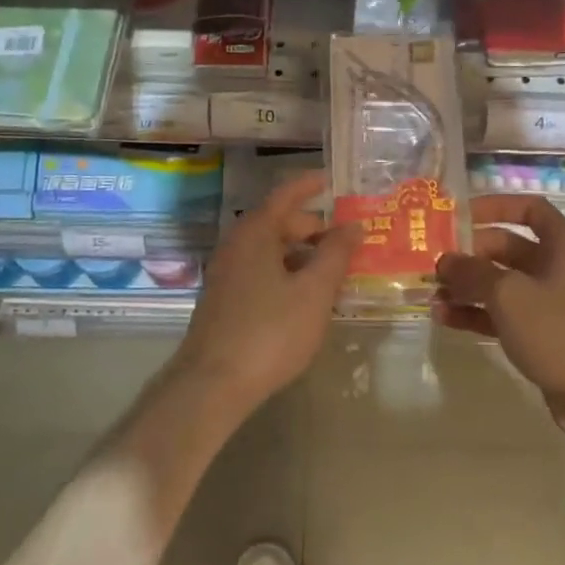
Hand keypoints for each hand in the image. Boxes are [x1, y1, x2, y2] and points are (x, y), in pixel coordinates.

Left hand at [174, 171, 358, 414]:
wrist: (212, 384)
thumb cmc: (269, 331)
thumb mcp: (314, 292)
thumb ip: (335, 255)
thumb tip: (352, 226)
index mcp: (256, 233)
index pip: (285, 195)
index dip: (309, 185)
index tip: (331, 180)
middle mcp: (236, 245)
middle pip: (278, 223)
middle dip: (313, 228)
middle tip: (346, 242)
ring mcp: (226, 274)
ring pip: (270, 251)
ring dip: (302, 254)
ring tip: (333, 272)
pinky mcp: (224, 300)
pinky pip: (260, 272)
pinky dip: (286, 273)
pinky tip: (305, 298)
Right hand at [435, 194, 564, 437]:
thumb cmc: (561, 332)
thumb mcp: (510, 295)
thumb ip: (472, 272)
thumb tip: (444, 260)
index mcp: (562, 246)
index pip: (528, 209)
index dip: (494, 206)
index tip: (458, 214)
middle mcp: (557, 268)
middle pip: (507, 248)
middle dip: (469, 253)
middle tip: (432, 261)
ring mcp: (550, 304)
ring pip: (501, 284)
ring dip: (467, 287)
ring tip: (432, 293)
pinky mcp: (542, 335)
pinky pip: (502, 315)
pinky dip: (476, 314)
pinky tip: (444, 318)